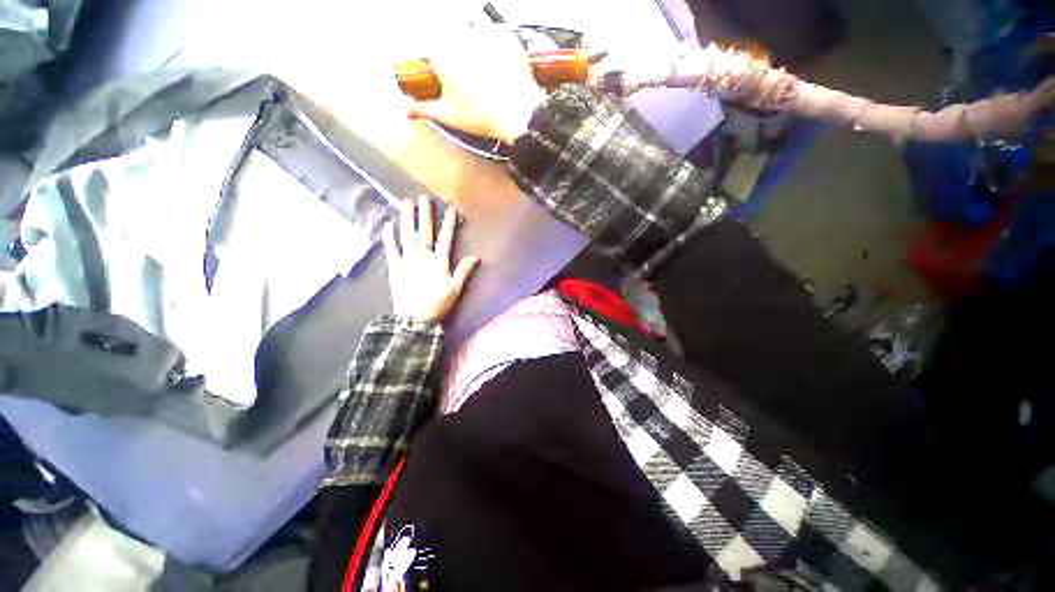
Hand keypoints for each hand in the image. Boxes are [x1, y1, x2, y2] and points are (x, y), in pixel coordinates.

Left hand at [383, 196, 479, 322]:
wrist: (414, 318)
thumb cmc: (438, 303)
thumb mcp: (455, 289)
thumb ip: (464, 271)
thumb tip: (476, 257)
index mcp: (438, 261)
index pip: (445, 238)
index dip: (448, 223)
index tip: (450, 208)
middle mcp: (422, 256)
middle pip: (425, 232)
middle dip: (425, 214)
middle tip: (423, 198)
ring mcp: (407, 260)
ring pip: (407, 235)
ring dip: (407, 219)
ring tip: (406, 203)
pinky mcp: (395, 267)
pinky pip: (391, 249)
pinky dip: (389, 237)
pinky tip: (388, 225)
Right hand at [407, 25, 546, 144]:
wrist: (519, 113)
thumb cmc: (481, 115)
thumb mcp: (449, 116)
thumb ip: (424, 108)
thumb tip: (407, 109)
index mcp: (439, 52)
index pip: (426, 48)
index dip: (434, 63)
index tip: (441, 76)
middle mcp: (458, 34)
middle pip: (448, 38)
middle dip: (453, 55)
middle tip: (466, 79)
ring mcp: (482, 31)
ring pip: (470, 33)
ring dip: (472, 47)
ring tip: (484, 73)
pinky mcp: (503, 32)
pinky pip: (491, 33)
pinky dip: (492, 45)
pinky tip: (497, 64)